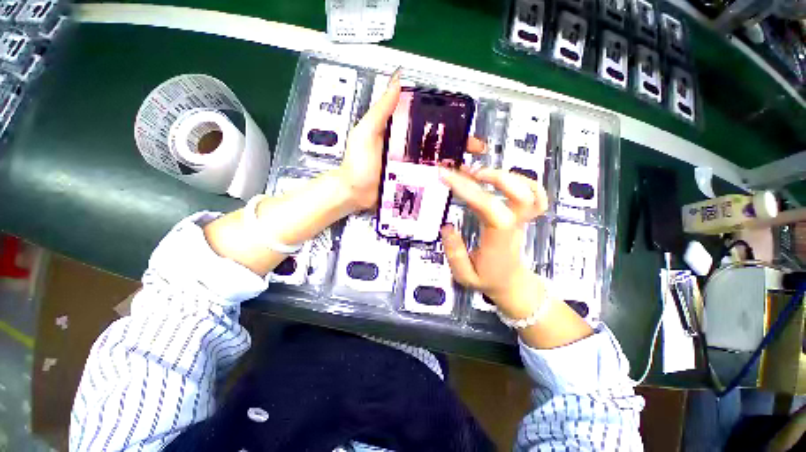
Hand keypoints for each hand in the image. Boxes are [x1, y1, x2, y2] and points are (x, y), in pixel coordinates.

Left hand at [335, 72, 485, 211]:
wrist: (352, 194)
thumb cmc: (356, 165)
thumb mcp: (365, 134)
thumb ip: (380, 111)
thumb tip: (396, 79)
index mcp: (401, 134)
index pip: (428, 124)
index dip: (448, 124)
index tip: (465, 125)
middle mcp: (409, 150)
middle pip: (438, 145)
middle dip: (458, 146)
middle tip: (475, 150)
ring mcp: (411, 169)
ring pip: (437, 164)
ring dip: (455, 165)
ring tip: (471, 169)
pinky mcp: (411, 184)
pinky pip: (429, 181)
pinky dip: (442, 182)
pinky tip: (455, 184)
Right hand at [439, 167, 548, 319]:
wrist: (512, 284)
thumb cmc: (488, 280)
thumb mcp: (465, 276)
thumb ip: (454, 253)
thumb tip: (447, 226)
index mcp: (498, 240)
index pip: (489, 208)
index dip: (468, 190)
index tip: (446, 178)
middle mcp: (513, 226)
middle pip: (518, 194)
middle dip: (492, 176)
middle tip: (465, 171)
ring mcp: (522, 219)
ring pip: (529, 190)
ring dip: (504, 175)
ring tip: (477, 172)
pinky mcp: (523, 216)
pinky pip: (536, 194)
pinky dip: (523, 180)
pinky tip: (501, 179)